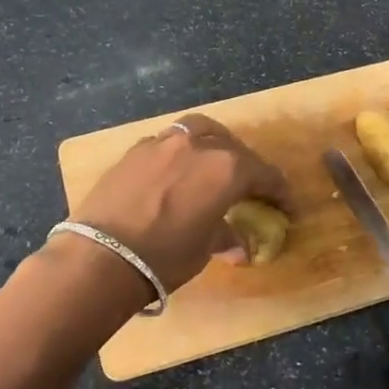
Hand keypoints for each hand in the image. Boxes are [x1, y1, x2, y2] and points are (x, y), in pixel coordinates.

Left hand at [69, 114, 287, 292]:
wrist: (101, 256)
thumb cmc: (165, 256)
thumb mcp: (204, 249)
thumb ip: (225, 237)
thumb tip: (239, 246)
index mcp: (227, 169)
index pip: (264, 175)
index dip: (279, 192)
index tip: (286, 207)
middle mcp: (199, 146)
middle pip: (233, 148)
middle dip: (247, 166)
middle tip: (251, 187)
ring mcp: (163, 143)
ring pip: (198, 131)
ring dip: (213, 145)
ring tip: (214, 162)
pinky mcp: (134, 151)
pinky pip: (167, 142)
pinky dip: (180, 152)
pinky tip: (175, 171)